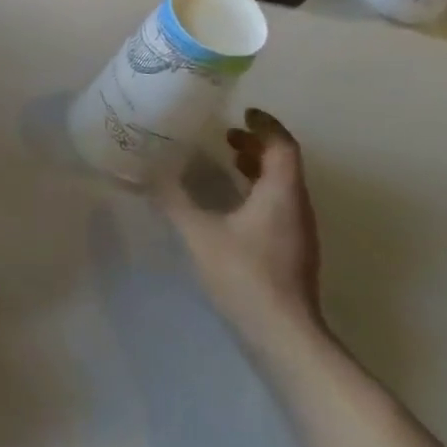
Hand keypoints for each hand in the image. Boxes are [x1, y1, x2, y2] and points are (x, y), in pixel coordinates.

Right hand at [161, 109, 323, 343]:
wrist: (284, 335)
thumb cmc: (244, 275)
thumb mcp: (199, 233)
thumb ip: (174, 200)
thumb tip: (147, 173)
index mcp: (281, 192)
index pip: (282, 145)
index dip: (265, 125)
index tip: (243, 112)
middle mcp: (297, 206)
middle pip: (284, 163)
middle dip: (256, 145)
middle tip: (226, 135)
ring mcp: (299, 231)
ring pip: (282, 186)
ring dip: (257, 169)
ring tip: (227, 164)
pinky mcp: (293, 251)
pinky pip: (279, 206)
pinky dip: (258, 192)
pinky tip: (232, 206)